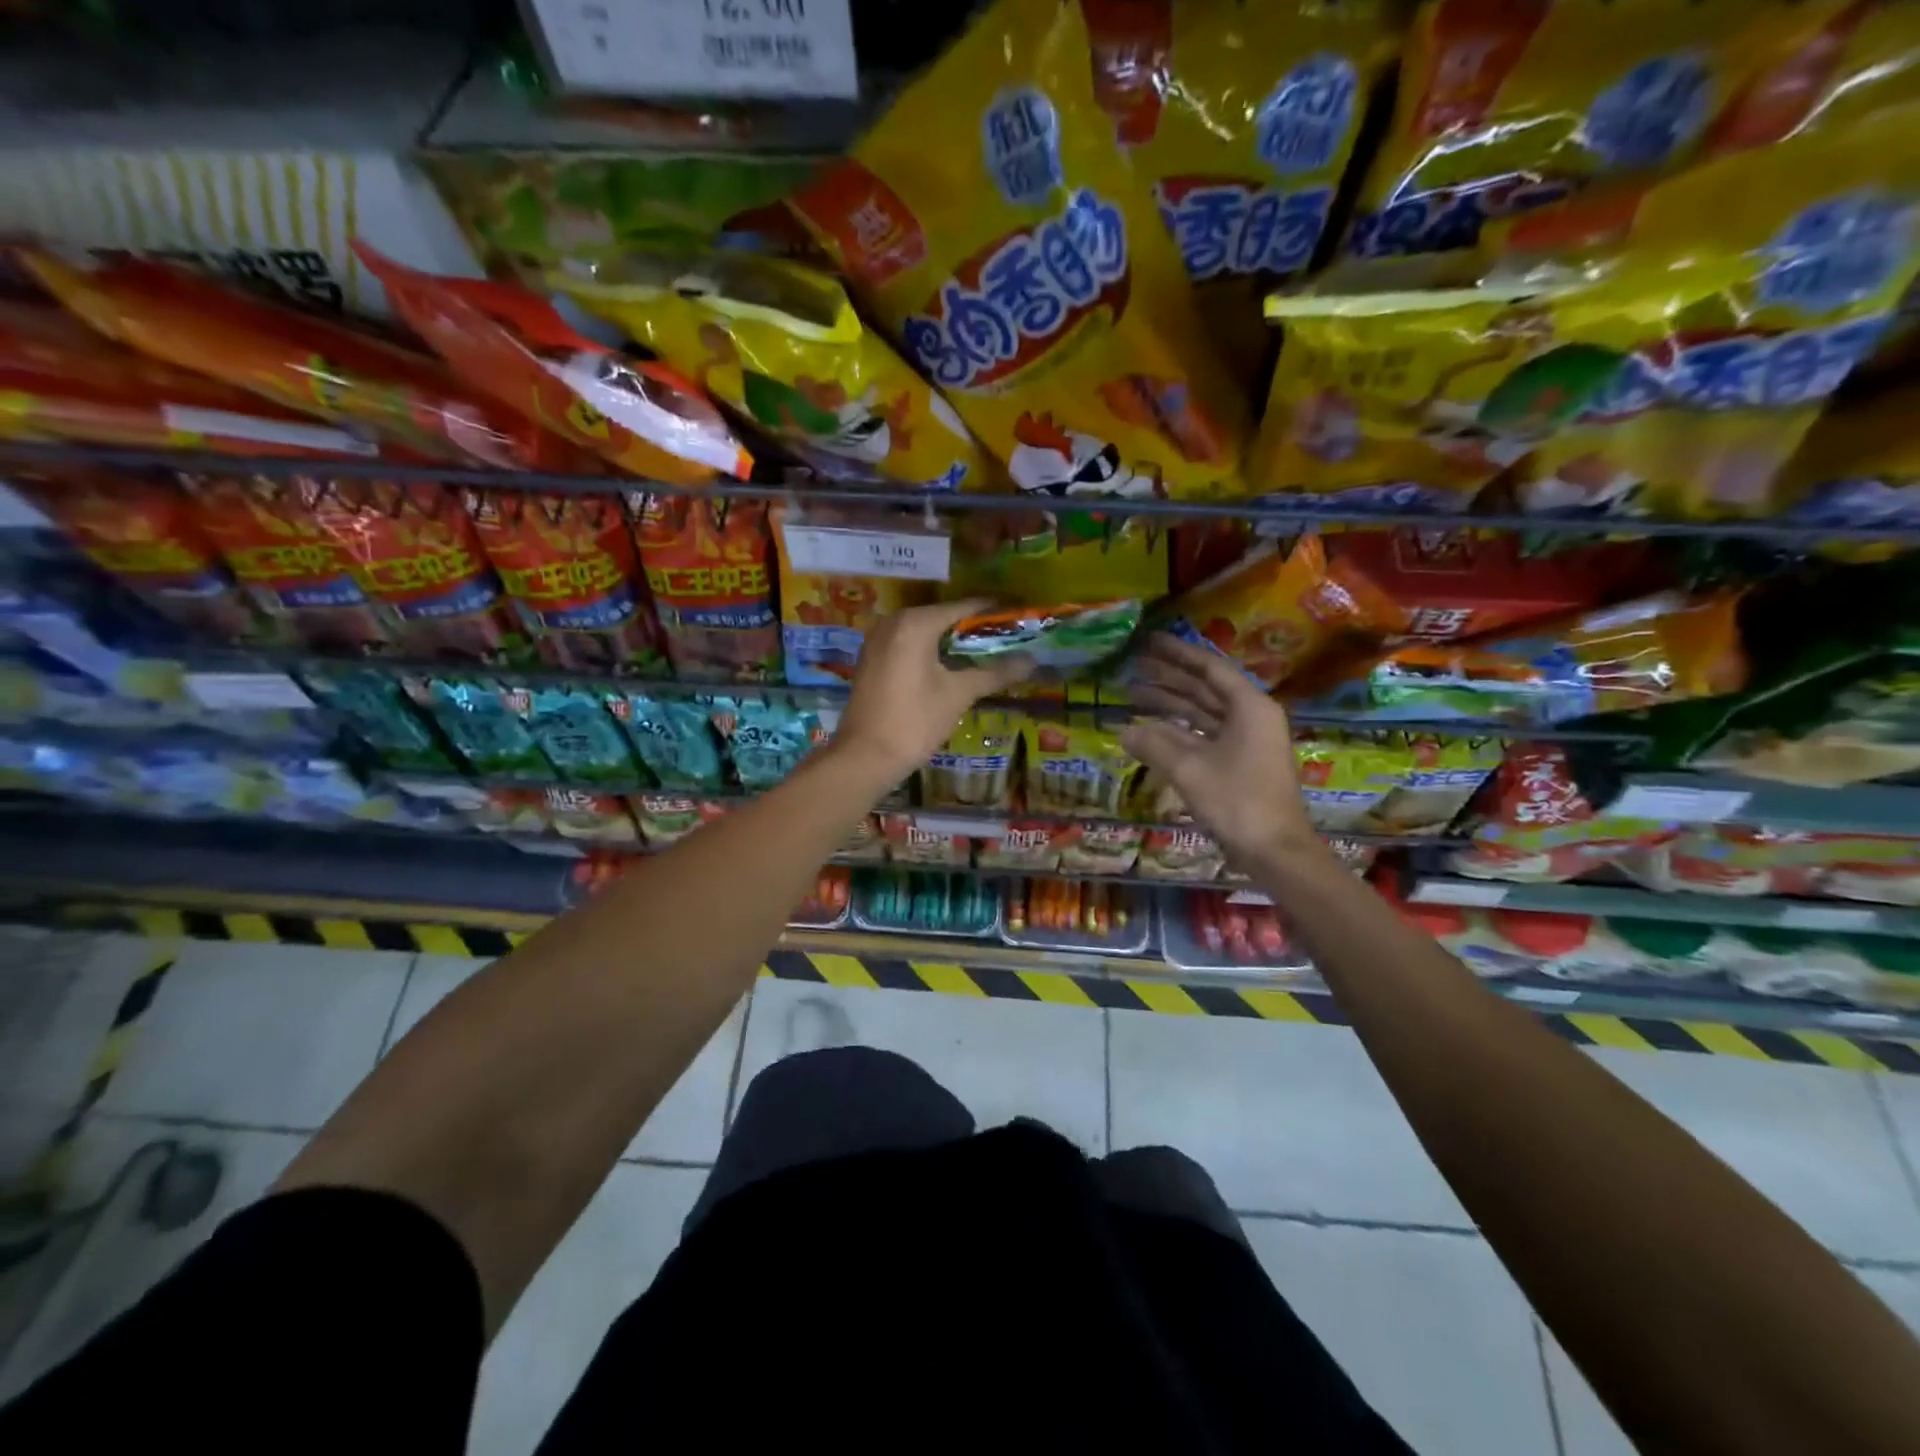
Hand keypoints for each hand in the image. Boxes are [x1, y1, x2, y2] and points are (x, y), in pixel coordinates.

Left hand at [835, 598, 1032, 783]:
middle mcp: (894, 621)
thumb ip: (995, 672)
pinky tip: (954, 667)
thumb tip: (1033, 661)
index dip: (996, 611)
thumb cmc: (914, 721)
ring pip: (926, 632)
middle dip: (976, 628)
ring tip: (988, 653)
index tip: (1022, 616)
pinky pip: (910, 644)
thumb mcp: (959, 694)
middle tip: (1010, 638)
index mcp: (916, 622)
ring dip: (955, 642)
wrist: (864, 756)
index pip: (965, 607)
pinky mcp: (872, 658)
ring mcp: (878, 639)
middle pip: (945, 617)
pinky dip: (933, 651)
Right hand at [1119, 633, 1319, 866]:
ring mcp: (1247, 741)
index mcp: (1249, 707)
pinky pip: (1205, 735)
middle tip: (1134, 664)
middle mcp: (1251, 717)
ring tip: (1134, 694)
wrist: (1275, 850)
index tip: (1149, 641)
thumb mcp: (1190, 769)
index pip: (1210, 669)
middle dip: (1169, 677)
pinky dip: (1179, 731)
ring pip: (1203, 713)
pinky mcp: (1240, 763)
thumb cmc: (1237, 801)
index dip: (1178, 654)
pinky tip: (1151, 730)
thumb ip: (1155, 744)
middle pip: (1205, 688)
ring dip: (1171, 704)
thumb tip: (1124, 730)